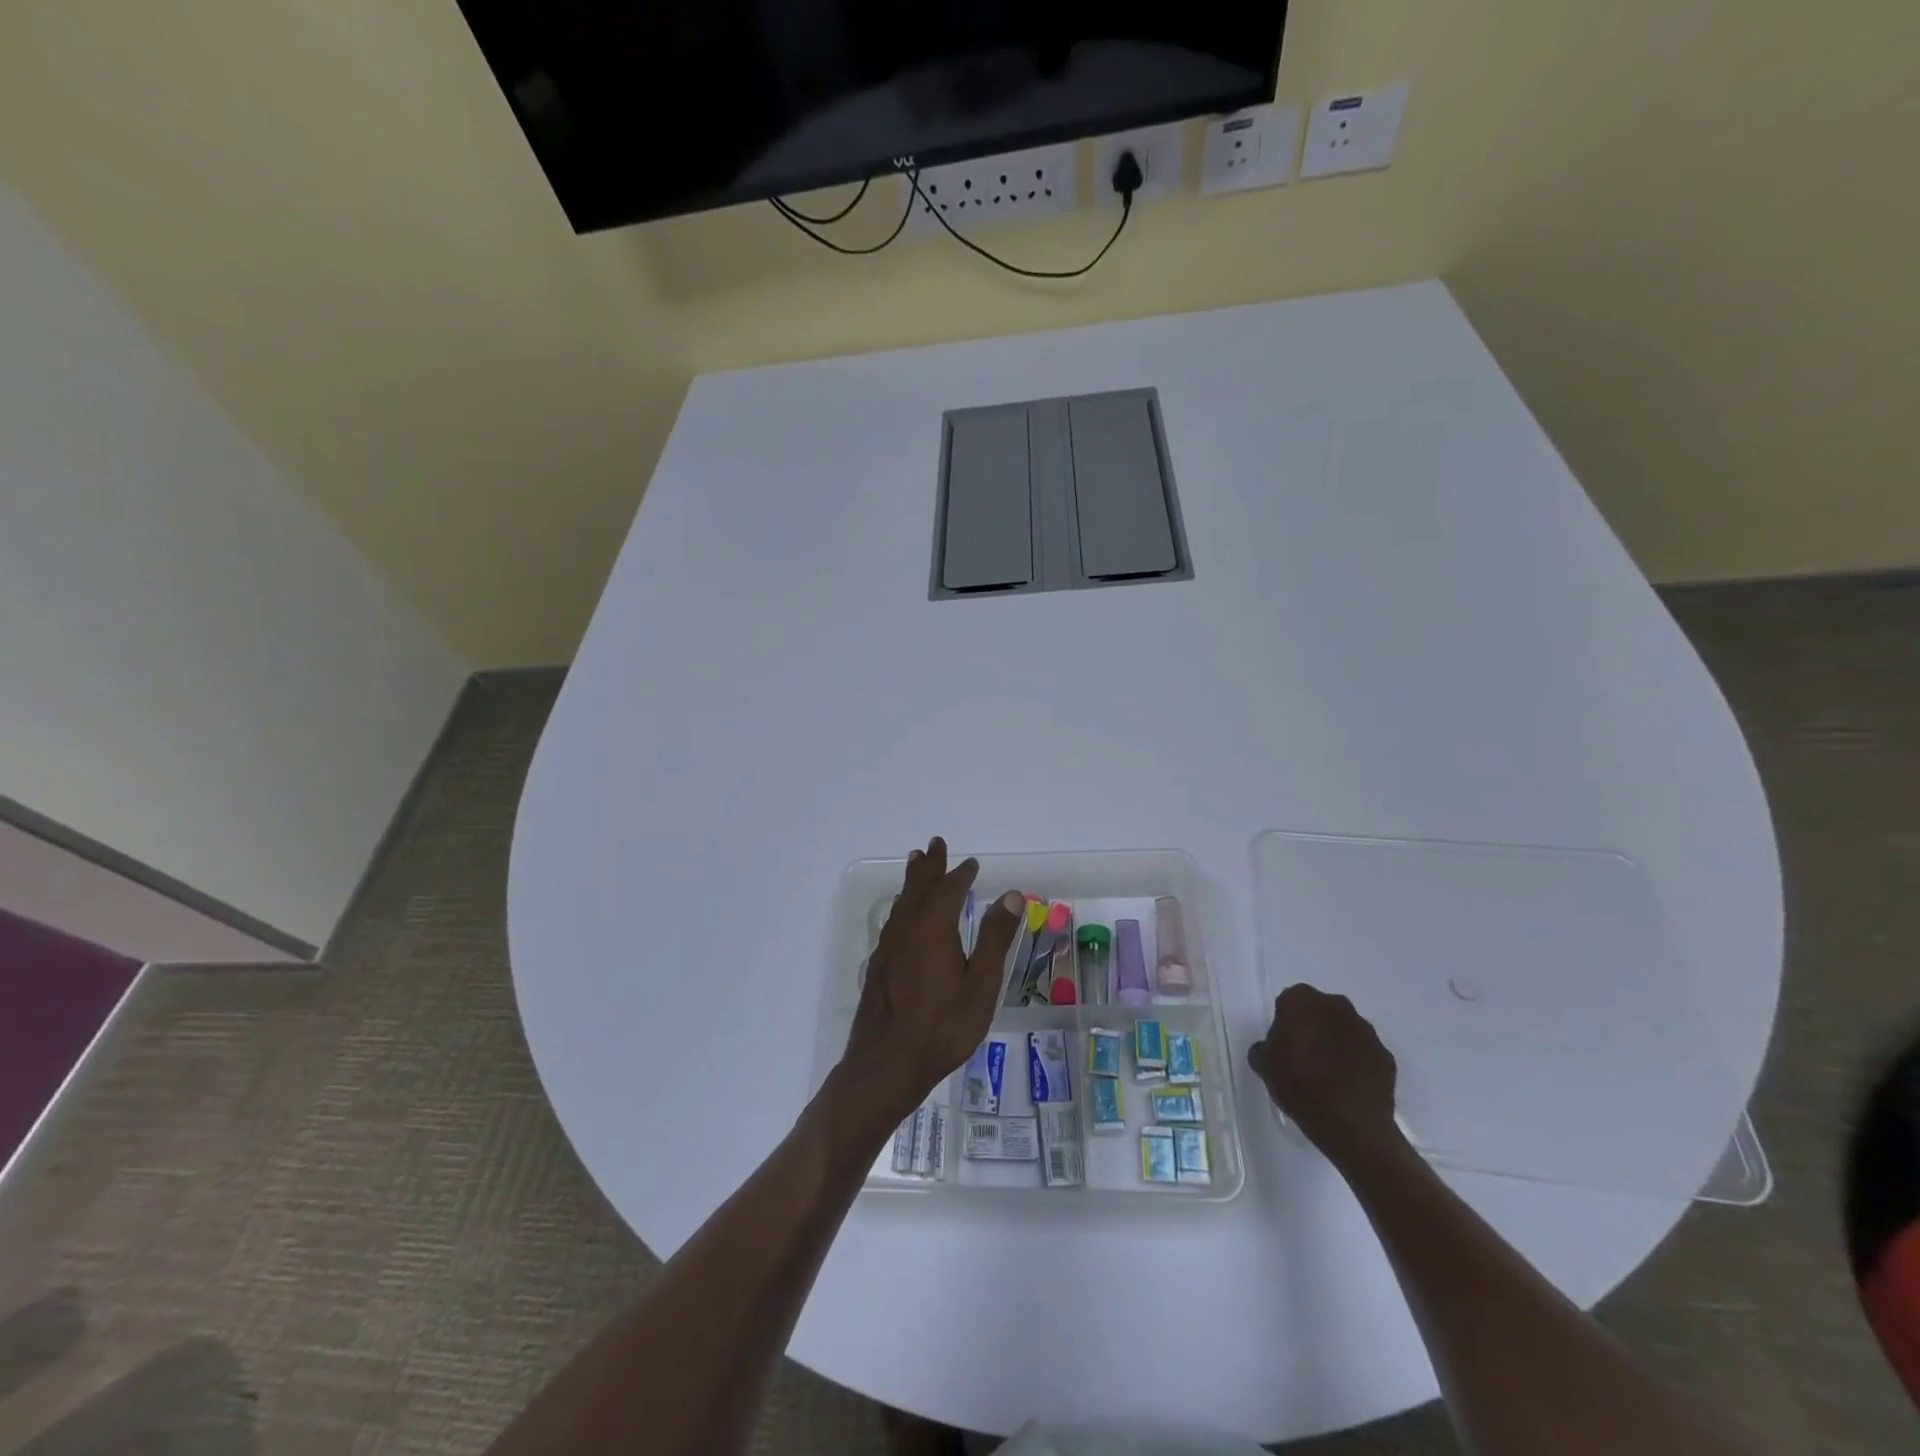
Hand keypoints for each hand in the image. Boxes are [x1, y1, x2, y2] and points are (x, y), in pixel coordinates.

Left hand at [835, 838, 1022, 1133]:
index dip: (960, 874)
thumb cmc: (942, 1027)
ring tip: (916, 863)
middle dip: (930, 866)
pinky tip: (904, 914)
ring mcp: (889, 947)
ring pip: (902, 902)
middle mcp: (907, 929)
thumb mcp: (981, 985)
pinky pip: (894, 920)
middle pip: (918, 888)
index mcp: (933, 928)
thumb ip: (996, 938)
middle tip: (935, 844)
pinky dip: (903, 905)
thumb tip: (1011, 894)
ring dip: (912, 881)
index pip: (948, 890)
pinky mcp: (879, 965)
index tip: (972, 863)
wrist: (886, 1065)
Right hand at [1247, 984, 1402, 1168]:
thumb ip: (1263, 1048)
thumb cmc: (1300, 1087)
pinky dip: (1357, 1062)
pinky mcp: (1386, 1057)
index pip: (1290, 999)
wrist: (1352, 1127)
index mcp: (1304, 1002)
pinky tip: (1348, 1085)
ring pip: (1345, 1029)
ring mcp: (1366, 1032)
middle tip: (1303, 1054)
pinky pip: (1365, 1053)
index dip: (1285, 1019)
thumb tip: (1269, 1048)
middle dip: (1313, 1025)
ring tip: (1328, 1073)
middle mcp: (1338, 1007)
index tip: (1283, 1042)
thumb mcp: (1265, 1067)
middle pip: (1320, 1010)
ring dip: (1336, 1042)